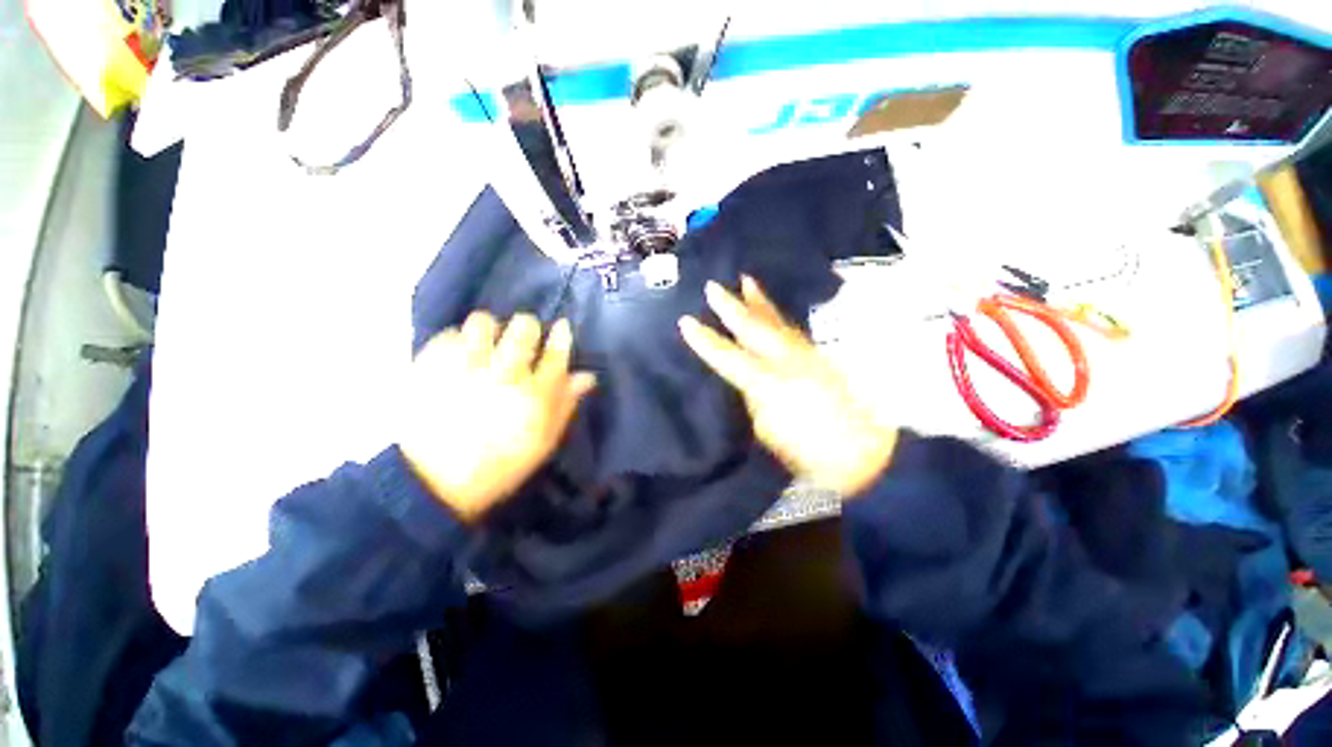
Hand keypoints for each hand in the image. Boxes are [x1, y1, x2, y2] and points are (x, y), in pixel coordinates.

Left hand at [399, 313, 596, 521]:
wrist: (432, 483)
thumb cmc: (499, 465)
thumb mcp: (543, 442)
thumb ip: (566, 404)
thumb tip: (586, 376)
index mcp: (535, 395)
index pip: (556, 352)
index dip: (562, 336)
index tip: (561, 329)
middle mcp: (504, 373)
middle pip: (524, 327)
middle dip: (528, 329)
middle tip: (522, 342)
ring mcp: (465, 367)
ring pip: (484, 321)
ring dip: (490, 330)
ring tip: (486, 346)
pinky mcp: (431, 366)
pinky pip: (450, 334)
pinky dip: (459, 341)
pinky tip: (460, 358)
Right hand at [679, 278, 896, 496]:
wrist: (867, 451)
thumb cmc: (810, 451)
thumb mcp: (769, 432)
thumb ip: (755, 400)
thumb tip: (749, 380)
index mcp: (769, 383)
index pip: (728, 357)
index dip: (705, 341)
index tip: (685, 321)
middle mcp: (787, 360)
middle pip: (754, 328)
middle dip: (731, 307)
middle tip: (712, 287)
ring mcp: (807, 355)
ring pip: (777, 322)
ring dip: (759, 302)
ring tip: (747, 282)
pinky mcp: (820, 356)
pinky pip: (792, 329)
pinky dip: (778, 316)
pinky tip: (772, 310)